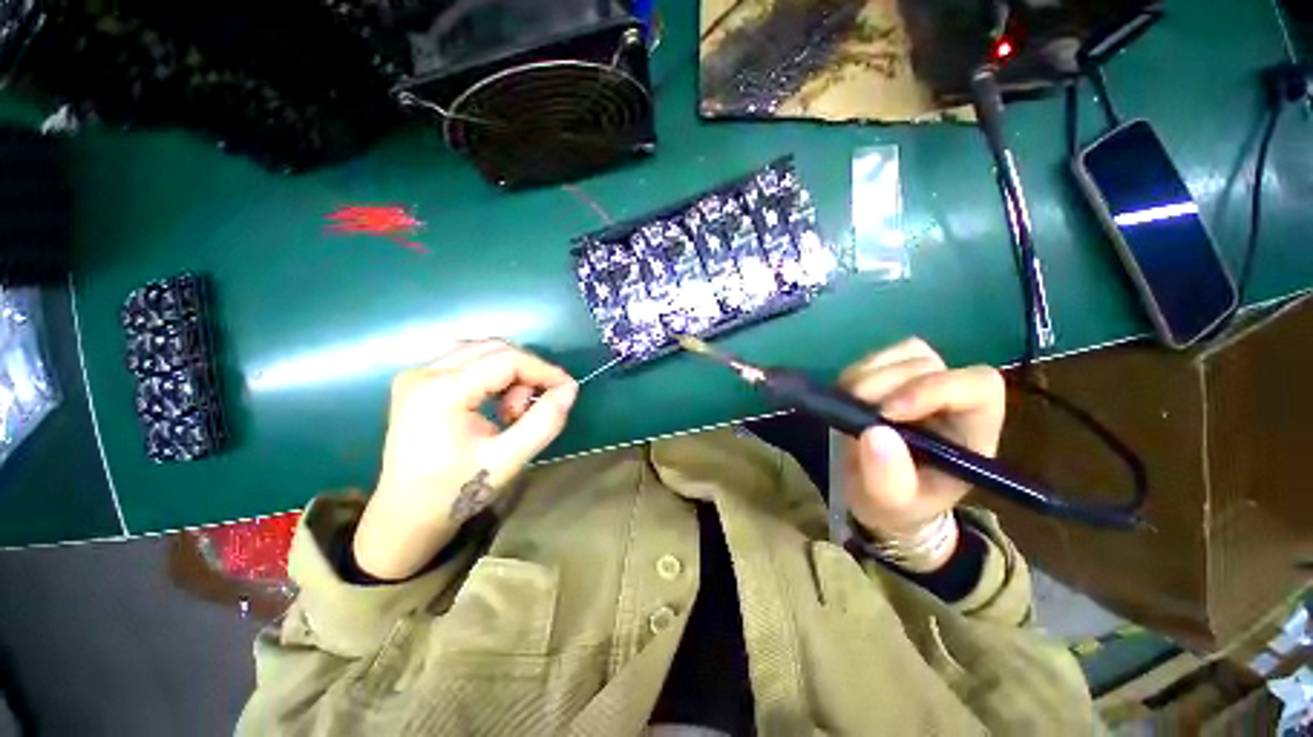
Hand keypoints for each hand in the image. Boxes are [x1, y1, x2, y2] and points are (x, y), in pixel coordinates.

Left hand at [353, 340, 577, 580]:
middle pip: (495, 349)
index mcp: (440, 391)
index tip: (568, 390)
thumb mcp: (508, 460)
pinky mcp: (419, 381)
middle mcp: (424, 371)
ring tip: (512, 413)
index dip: (544, 371)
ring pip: (484, 351)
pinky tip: (496, 404)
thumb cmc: (455, 492)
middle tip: (535, 408)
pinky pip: (470, 361)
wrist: (405, 517)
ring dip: (511, 374)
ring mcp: (418, 374)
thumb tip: (569, 389)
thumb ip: (544, 422)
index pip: (507, 360)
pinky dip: (494, 376)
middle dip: (527, 373)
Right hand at [838, 338, 1004, 568]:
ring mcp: (922, 382)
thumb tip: (874, 433)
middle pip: (930, 364)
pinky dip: (857, 372)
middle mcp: (952, 397)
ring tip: (848, 405)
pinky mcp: (893, 375)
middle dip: (885, 384)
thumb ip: (889, 479)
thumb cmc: (897, 504)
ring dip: (868, 375)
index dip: (933, 389)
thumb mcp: (892, 505)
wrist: (879, 495)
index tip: (887, 414)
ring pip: (904, 353)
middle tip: (854, 410)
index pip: (977, 386)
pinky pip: (878, 356)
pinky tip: (846, 396)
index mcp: (972, 431)